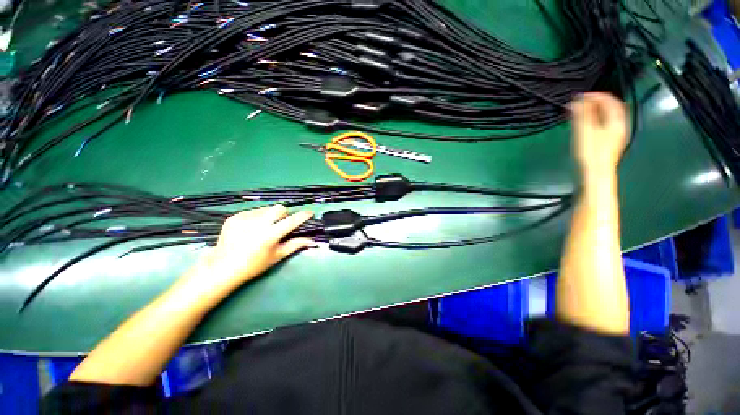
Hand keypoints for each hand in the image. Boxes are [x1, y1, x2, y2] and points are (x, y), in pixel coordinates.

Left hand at [176, 206, 315, 301]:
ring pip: (266, 209)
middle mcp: (258, 224)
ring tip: (263, 228)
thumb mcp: (277, 256)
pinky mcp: (235, 217)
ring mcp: (244, 219)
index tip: (310, 212)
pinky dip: (256, 218)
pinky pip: (253, 212)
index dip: (303, 216)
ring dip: (270, 216)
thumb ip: (296, 245)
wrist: (223, 267)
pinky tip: (251, 229)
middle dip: (284, 214)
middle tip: (280, 224)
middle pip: (279, 208)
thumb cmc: (254, 265)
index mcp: (270, 235)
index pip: (292, 221)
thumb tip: (313, 241)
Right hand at [570, 92, 627, 176]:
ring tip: (582, 112)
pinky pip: (606, 123)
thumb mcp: (584, 131)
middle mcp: (620, 124)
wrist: (597, 173)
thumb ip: (582, 115)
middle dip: (596, 102)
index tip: (580, 97)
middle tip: (581, 103)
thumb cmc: (591, 152)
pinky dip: (597, 119)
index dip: (595, 95)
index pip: (609, 100)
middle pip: (611, 107)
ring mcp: (616, 134)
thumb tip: (577, 100)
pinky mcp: (610, 141)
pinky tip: (587, 123)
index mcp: (616, 120)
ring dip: (596, 111)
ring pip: (609, 116)